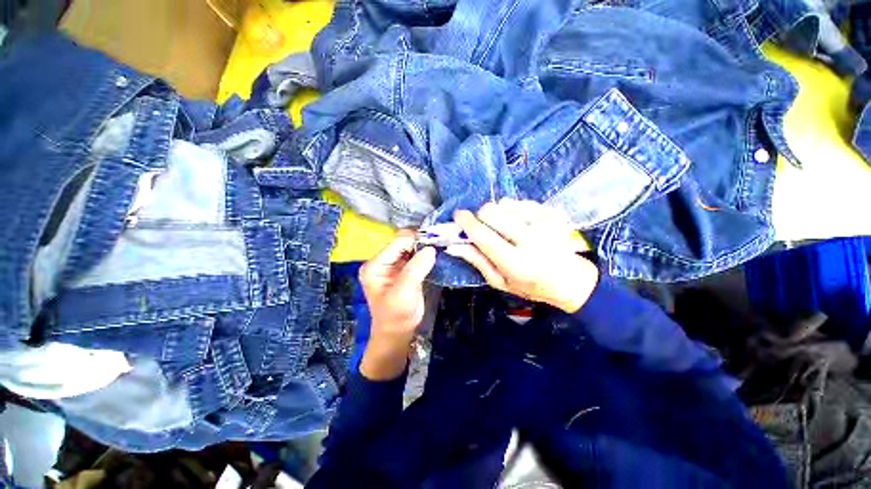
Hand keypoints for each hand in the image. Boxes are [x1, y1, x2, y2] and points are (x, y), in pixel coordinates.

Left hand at [359, 230, 435, 379]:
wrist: (399, 333)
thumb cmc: (397, 316)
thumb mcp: (404, 293)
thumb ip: (416, 269)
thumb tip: (431, 249)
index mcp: (375, 265)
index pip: (397, 243)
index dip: (415, 240)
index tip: (434, 242)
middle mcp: (383, 261)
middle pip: (403, 243)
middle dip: (420, 243)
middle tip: (439, 244)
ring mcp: (394, 265)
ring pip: (411, 248)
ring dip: (424, 248)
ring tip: (439, 248)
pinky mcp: (405, 270)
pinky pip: (416, 256)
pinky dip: (426, 255)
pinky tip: (435, 256)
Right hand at [446, 199, 598, 312]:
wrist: (570, 279)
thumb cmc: (530, 285)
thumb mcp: (499, 281)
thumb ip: (476, 261)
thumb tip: (453, 245)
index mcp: (516, 263)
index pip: (483, 235)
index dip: (467, 223)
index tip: (458, 216)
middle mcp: (531, 240)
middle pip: (492, 211)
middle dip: (482, 217)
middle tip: (485, 227)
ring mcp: (545, 223)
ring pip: (504, 203)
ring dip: (499, 214)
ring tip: (507, 229)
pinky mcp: (553, 213)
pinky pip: (520, 202)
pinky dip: (514, 211)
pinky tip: (521, 224)